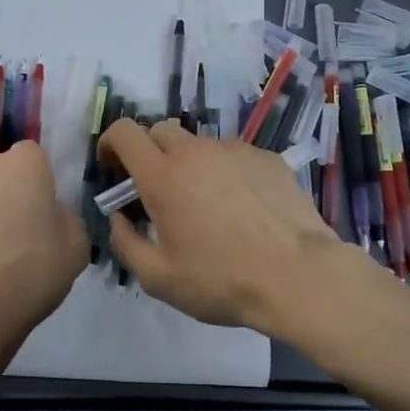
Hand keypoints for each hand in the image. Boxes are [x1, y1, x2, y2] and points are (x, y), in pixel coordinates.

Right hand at [99, 118, 348, 332]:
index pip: (125, 132)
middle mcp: (196, 152)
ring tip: (206, 205)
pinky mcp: (267, 157)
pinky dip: (226, 172)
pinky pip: (234, 156)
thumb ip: (126, 244)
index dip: (111, 142)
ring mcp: (235, 150)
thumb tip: (119, 218)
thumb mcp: (159, 278)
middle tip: (156, 188)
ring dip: (190, 164)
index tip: (112, 166)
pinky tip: (242, 207)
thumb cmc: (221, 280)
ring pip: (200, 144)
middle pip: (160, 130)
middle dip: (149, 152)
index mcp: (163, 176)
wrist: (298, 275)